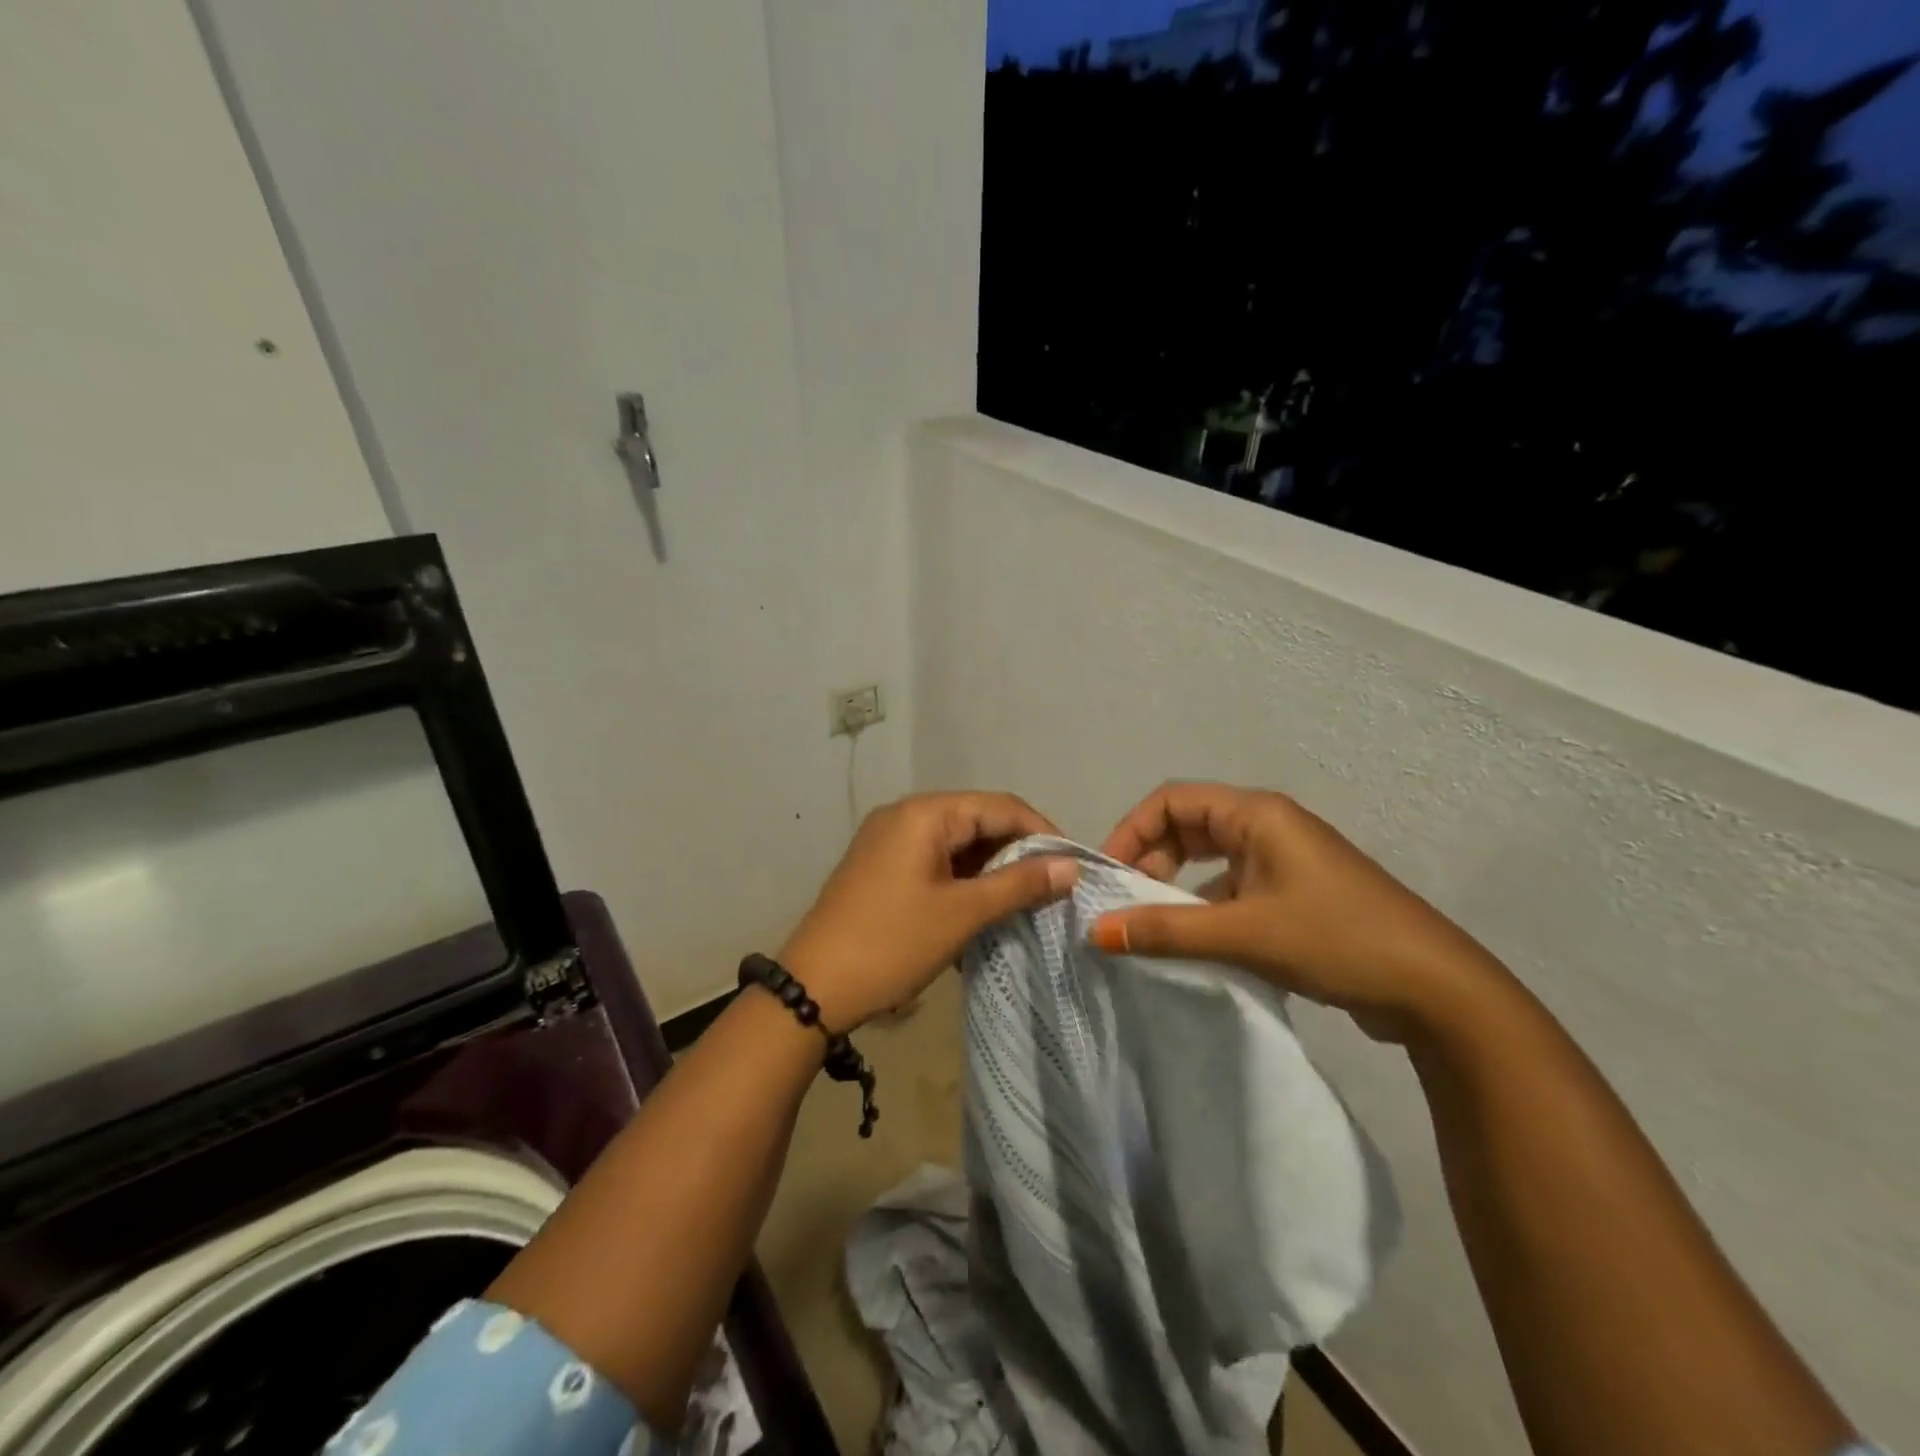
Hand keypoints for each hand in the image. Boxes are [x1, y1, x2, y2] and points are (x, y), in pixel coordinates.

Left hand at [781, 792, 1077, 1031]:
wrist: (813, 988)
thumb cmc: (892, 943)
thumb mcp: (962, 914)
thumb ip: (1019, 885)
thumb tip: (1071, 866)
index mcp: (924, 813)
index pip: (1000, 806)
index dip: (1042, 832)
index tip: (1072, 866)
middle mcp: (904, 815)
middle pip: (977, 820)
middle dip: (1016, 852)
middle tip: (1051, 888)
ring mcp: (887, 840)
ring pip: (956, 843)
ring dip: (989, 869)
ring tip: (1021, 902)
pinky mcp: (880, 866)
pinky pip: (933, 861)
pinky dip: (961, 880)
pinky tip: (981, 909)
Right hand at [1095, 782, 1511, 1043]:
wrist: (1436, 990)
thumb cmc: (1337, 939)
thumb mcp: (1244, 933)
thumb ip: (1165, 930)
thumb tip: (1095, 932)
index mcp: (1257, 814)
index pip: (1172, 800)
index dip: (1132, 831)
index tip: (1108, 875)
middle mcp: (1268, 826)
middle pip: (1188, 826)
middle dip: (1151, 859)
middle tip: (1127, 903)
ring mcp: (1284, 860)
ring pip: (1210, 860)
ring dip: (1177, 887)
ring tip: (1154, 926)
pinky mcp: (1295, 894)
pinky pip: (1233, 887)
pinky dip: (1206, 907)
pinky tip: (1196, 944)